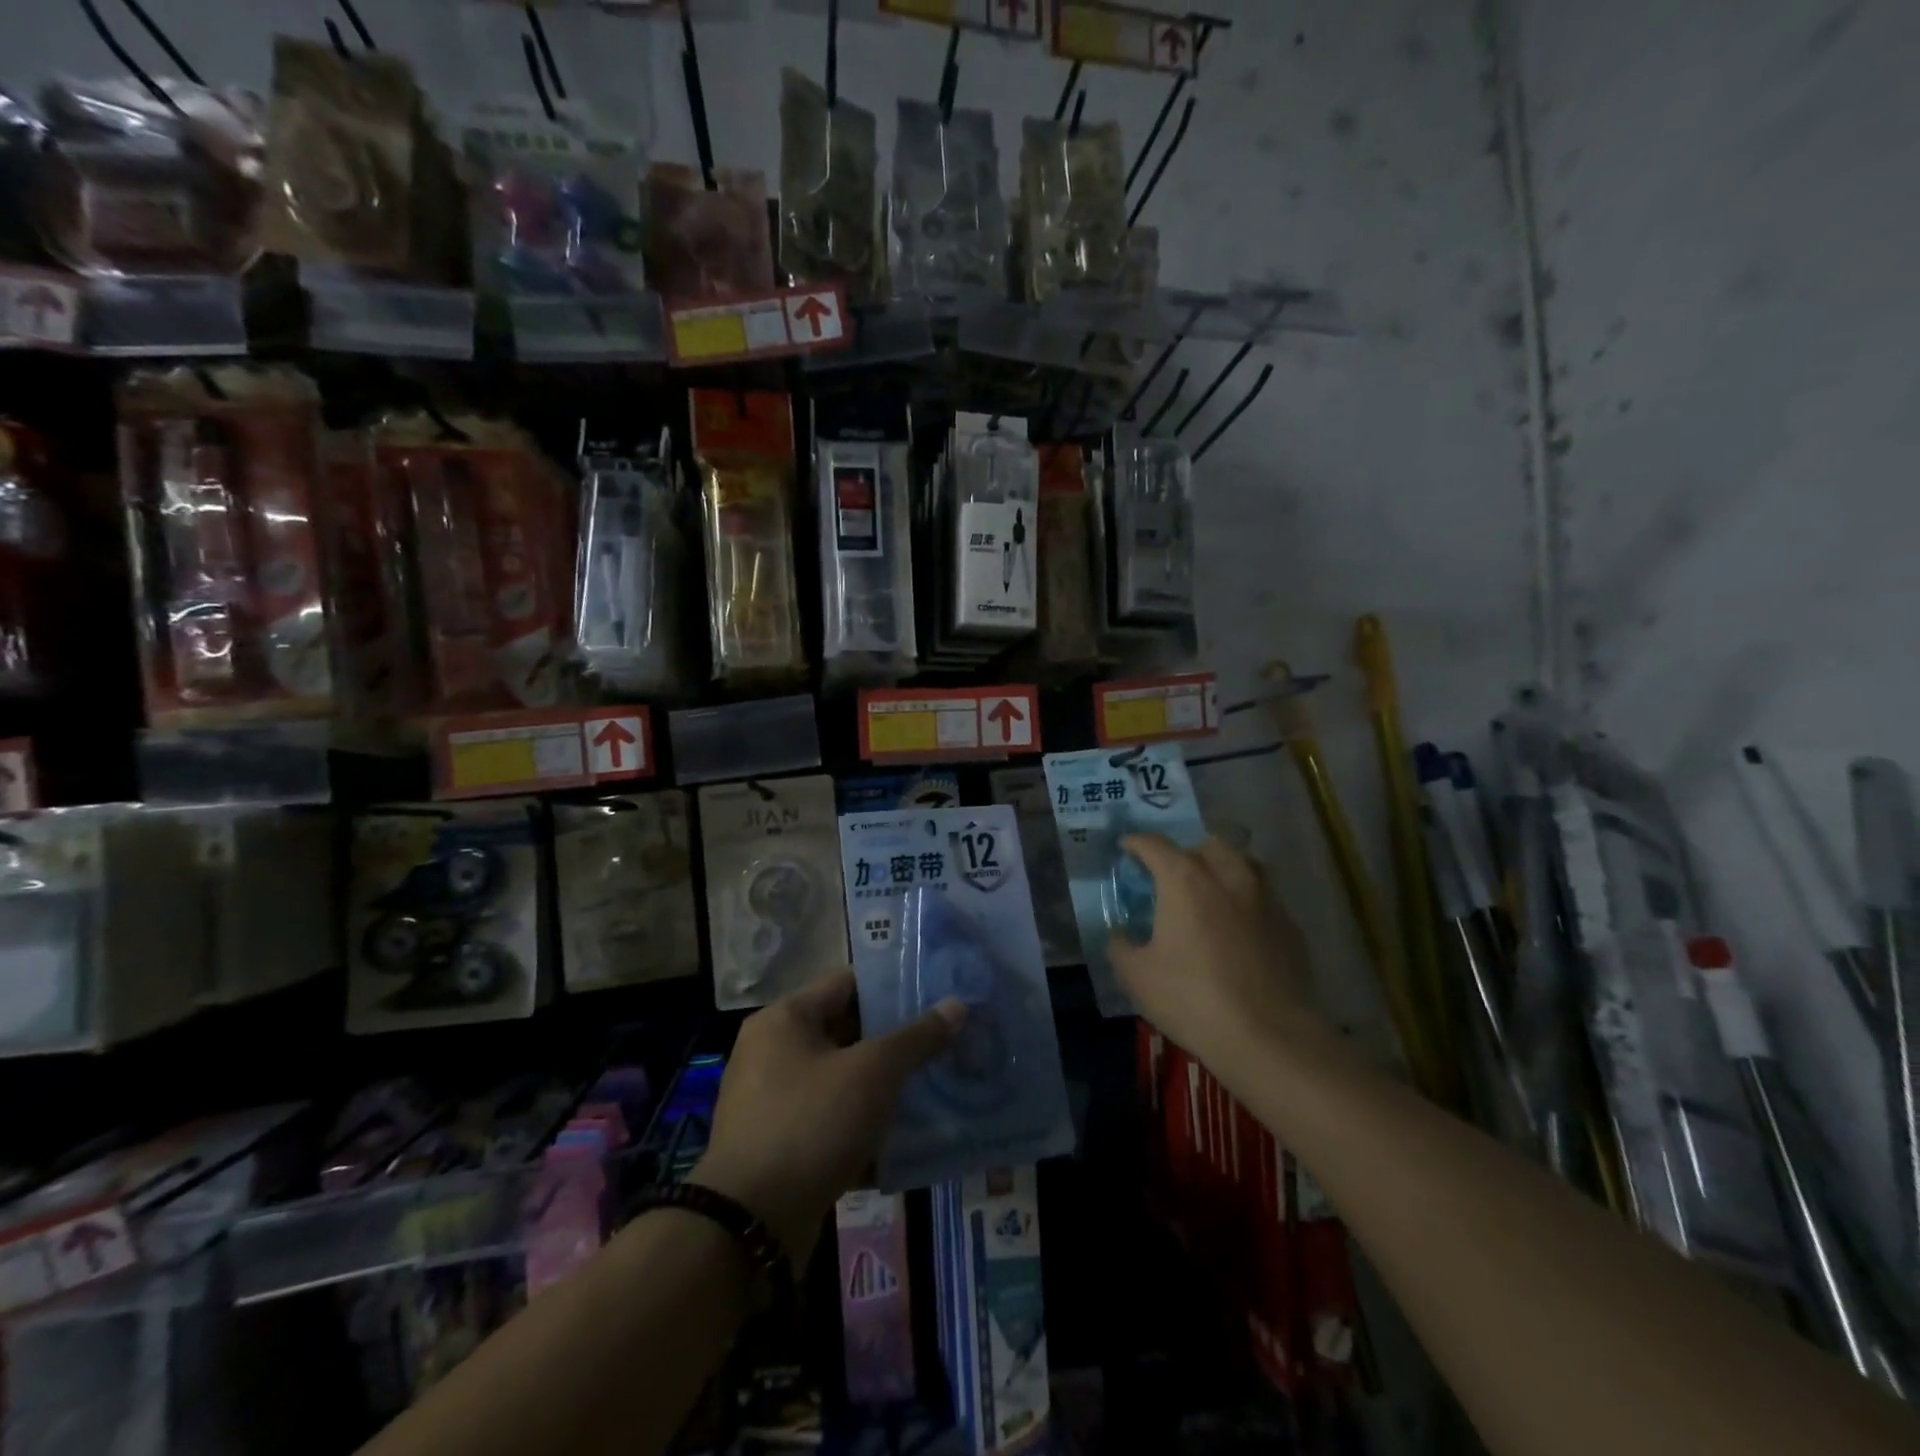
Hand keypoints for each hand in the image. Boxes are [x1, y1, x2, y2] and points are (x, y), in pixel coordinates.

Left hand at [692, 970, 963, 1265]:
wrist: (749, 1227)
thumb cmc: (810, 1124)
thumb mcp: (872, 1073)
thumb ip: (916, 1038)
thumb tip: (958, 1005)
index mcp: (785, 1018)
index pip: (848, 983)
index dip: (893, 987)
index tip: (935, 995)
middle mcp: (772, 1051)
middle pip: (845, 1030)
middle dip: (895, 1040)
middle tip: (944, 1041)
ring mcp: (773, 1100)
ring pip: (842, 1079)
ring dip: (883, 1085)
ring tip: (935, 1085)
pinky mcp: (780, 1145)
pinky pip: (831, 1119)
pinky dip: (864, 1124)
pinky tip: (906, 1136)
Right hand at [1110, 835, 1319, 1068]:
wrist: (1269, 1037)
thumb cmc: (1192, 998)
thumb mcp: (1136, 976)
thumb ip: (1121, 946)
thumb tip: (1120, 934)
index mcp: (1184, 880)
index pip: (1155, 845)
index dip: (1137, 843)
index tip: (1127, 848)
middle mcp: (1228, 876)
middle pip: (1207, 844)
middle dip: (1187, 852)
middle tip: (1173, 876)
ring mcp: (1265, 899)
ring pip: (1245, 864)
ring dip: (1224, 869)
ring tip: (1212, 893)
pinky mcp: (1291, 926)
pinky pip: (1265, 898)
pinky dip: (1248, 902)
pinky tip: (1240, 929)